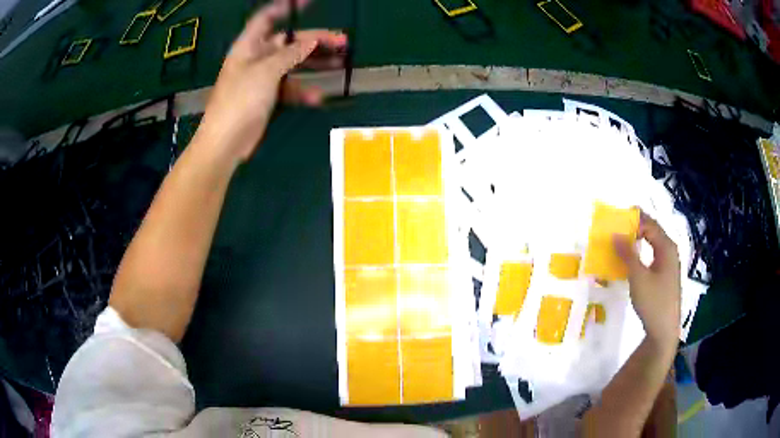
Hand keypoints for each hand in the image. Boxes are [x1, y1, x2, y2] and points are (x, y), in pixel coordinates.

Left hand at [197, 0, 346, 161]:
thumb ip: (290, 53)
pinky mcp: (269, 97)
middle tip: (343, 42)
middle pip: (289, 41)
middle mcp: (257, 58)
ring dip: (316, 63)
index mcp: (249, 46)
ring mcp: (263, 78)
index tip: (309, 2)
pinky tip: (317, 97)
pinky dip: (304, 90)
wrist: (226, 142)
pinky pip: (290, 87)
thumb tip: (311, 40)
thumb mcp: (266, 71)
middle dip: (315, 40)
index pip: (267, 18)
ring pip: (294, 64)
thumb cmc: (240, 100)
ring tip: (341, 62)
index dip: (286, 7)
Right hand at [613, 211, 680, 346]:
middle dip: (637, 227)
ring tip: (622, 241)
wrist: (664, 330)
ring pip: (653, 244)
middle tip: (617, 228)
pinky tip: (633, 260)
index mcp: (667, 247)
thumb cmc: (653, 302)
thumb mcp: (638, 278)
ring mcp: (669, 264)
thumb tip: (615, 234)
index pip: (650, 224)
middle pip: (653, 231)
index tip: (616, 220)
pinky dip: (642, 252)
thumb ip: (627, 255)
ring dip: (639, 239)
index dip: (634, 219)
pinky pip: (653, 255)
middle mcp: (670, 251)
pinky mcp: (666, 276)